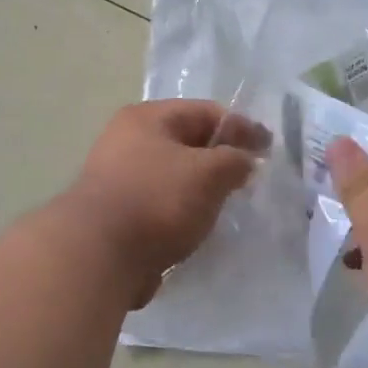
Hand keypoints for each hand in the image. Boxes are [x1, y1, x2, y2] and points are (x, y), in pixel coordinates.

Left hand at [62, 100, 267, 306]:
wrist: (99, 255)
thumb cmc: (157, 200)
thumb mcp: (209, 172)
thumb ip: (235, 160)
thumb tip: (243, 161)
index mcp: (147, 118)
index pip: (204, 111)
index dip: (241, 127)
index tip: (269, 149)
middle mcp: (127, 141)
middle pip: (187, 143)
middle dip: (220, 159)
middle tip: (249, 179)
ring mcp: (118, 179)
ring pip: (174, 176)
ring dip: (201, 189)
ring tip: (227, 207)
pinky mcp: (117, 215)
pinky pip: (160, 205)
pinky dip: (181, 213)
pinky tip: (198, 229)